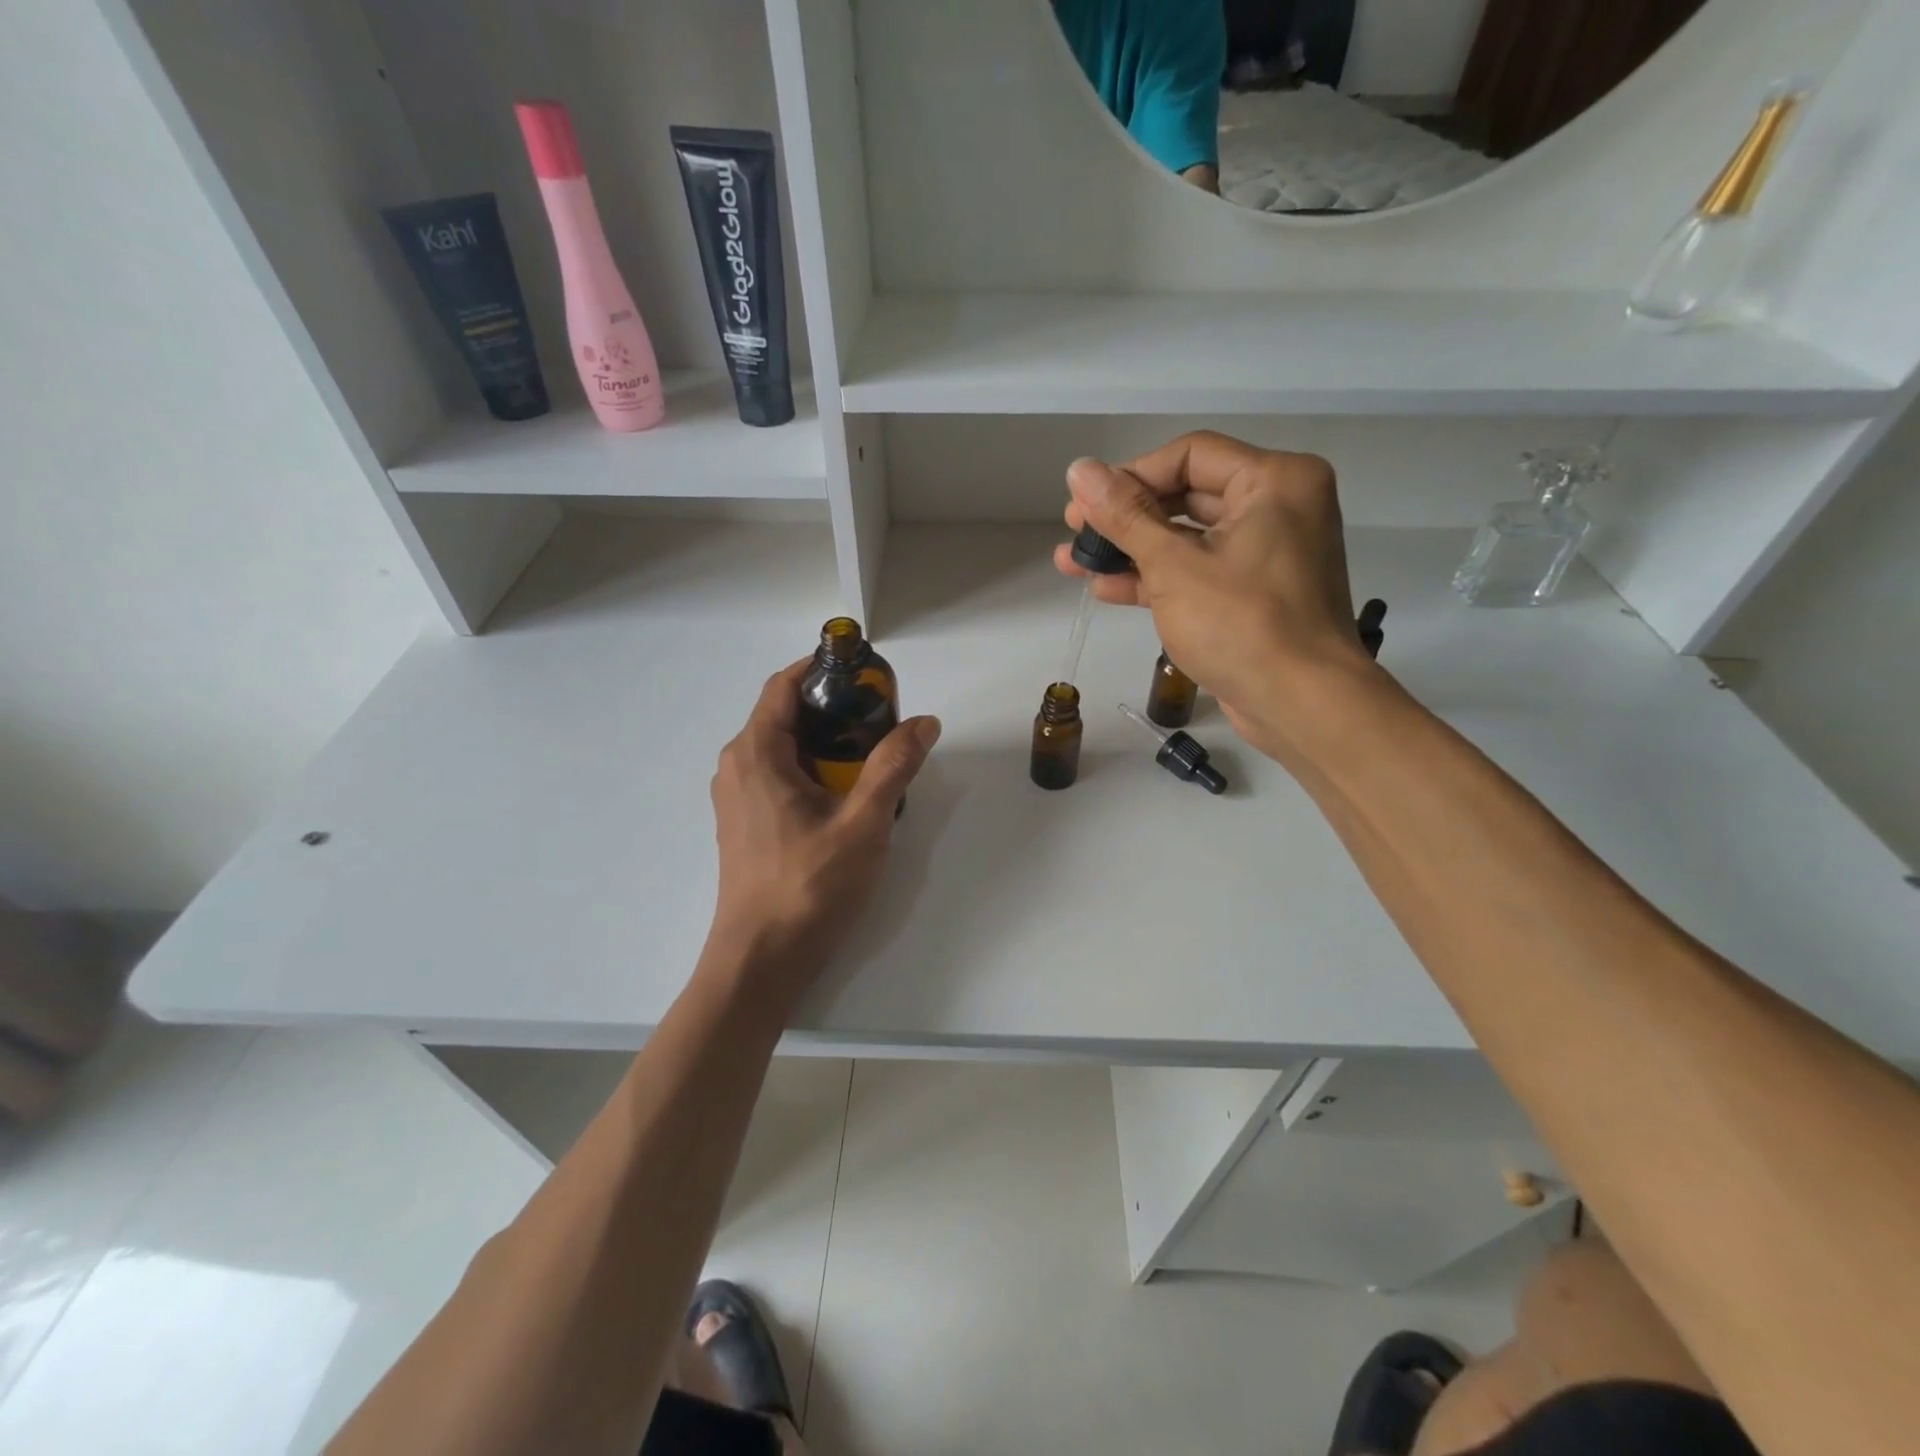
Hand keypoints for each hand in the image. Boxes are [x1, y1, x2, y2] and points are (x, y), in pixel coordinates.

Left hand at [707, 660, 940, 994]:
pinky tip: (846, 792)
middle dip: (833, 707)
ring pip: (783, 747)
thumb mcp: (863, 823)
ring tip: (872, 753)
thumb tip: (924, 722)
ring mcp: (737, 797)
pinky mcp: (744, 822)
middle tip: (882, 717)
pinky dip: (812, 767)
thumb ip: (894, 767)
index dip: (823, 668)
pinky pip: (778, 775)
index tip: (866, 672)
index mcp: (756, 753)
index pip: (785, 685)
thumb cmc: (808, 886)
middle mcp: (737, 766)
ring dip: (825, 740)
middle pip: (785, 713)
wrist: (762, 959)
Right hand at [1052, 431, 1376, 761]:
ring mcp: (1266, 553)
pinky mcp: (1252, 594)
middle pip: (1186, 495)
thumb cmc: (1241, 623)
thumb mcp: (1173, 565)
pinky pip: (1198, 572)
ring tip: (1075, 563)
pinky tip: (1106, 588)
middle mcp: (1277, 506)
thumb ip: (1124, 515)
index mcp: (1274, 480)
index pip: (1189, 456)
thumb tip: (1078, 470)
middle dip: (1125, 518)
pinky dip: (1156, 579)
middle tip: (1075, 532)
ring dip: (1131, 551)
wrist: (1300, 705)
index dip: (1130, 476)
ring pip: (1187, 538)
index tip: (1085, 505)